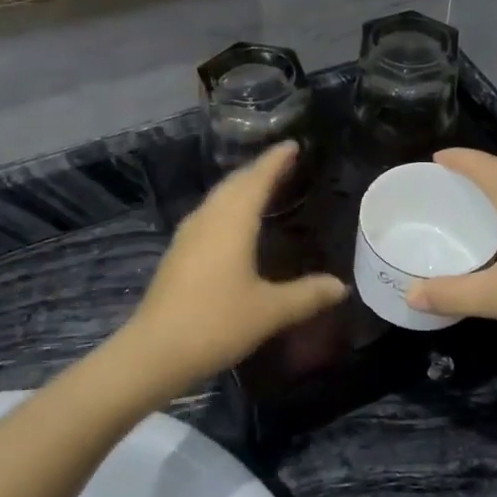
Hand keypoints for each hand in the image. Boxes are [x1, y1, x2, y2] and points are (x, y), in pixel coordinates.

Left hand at [106, 143, 346, 405]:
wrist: (155, 351)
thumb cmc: (216, 323)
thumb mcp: (270, 311)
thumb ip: (307, 295)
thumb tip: (341, 286)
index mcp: (232, 222)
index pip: (257, 179)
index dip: (275, 161)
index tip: (292, 145)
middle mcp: (208, 219)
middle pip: (234, 184)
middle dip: (259, 170)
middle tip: (283, 163)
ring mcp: (188, 235)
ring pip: (218, 198)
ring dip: (241, 187)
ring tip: (263, 186)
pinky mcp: (178, 253)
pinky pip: (209, 215)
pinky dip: (228, 207)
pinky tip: (234, 224)